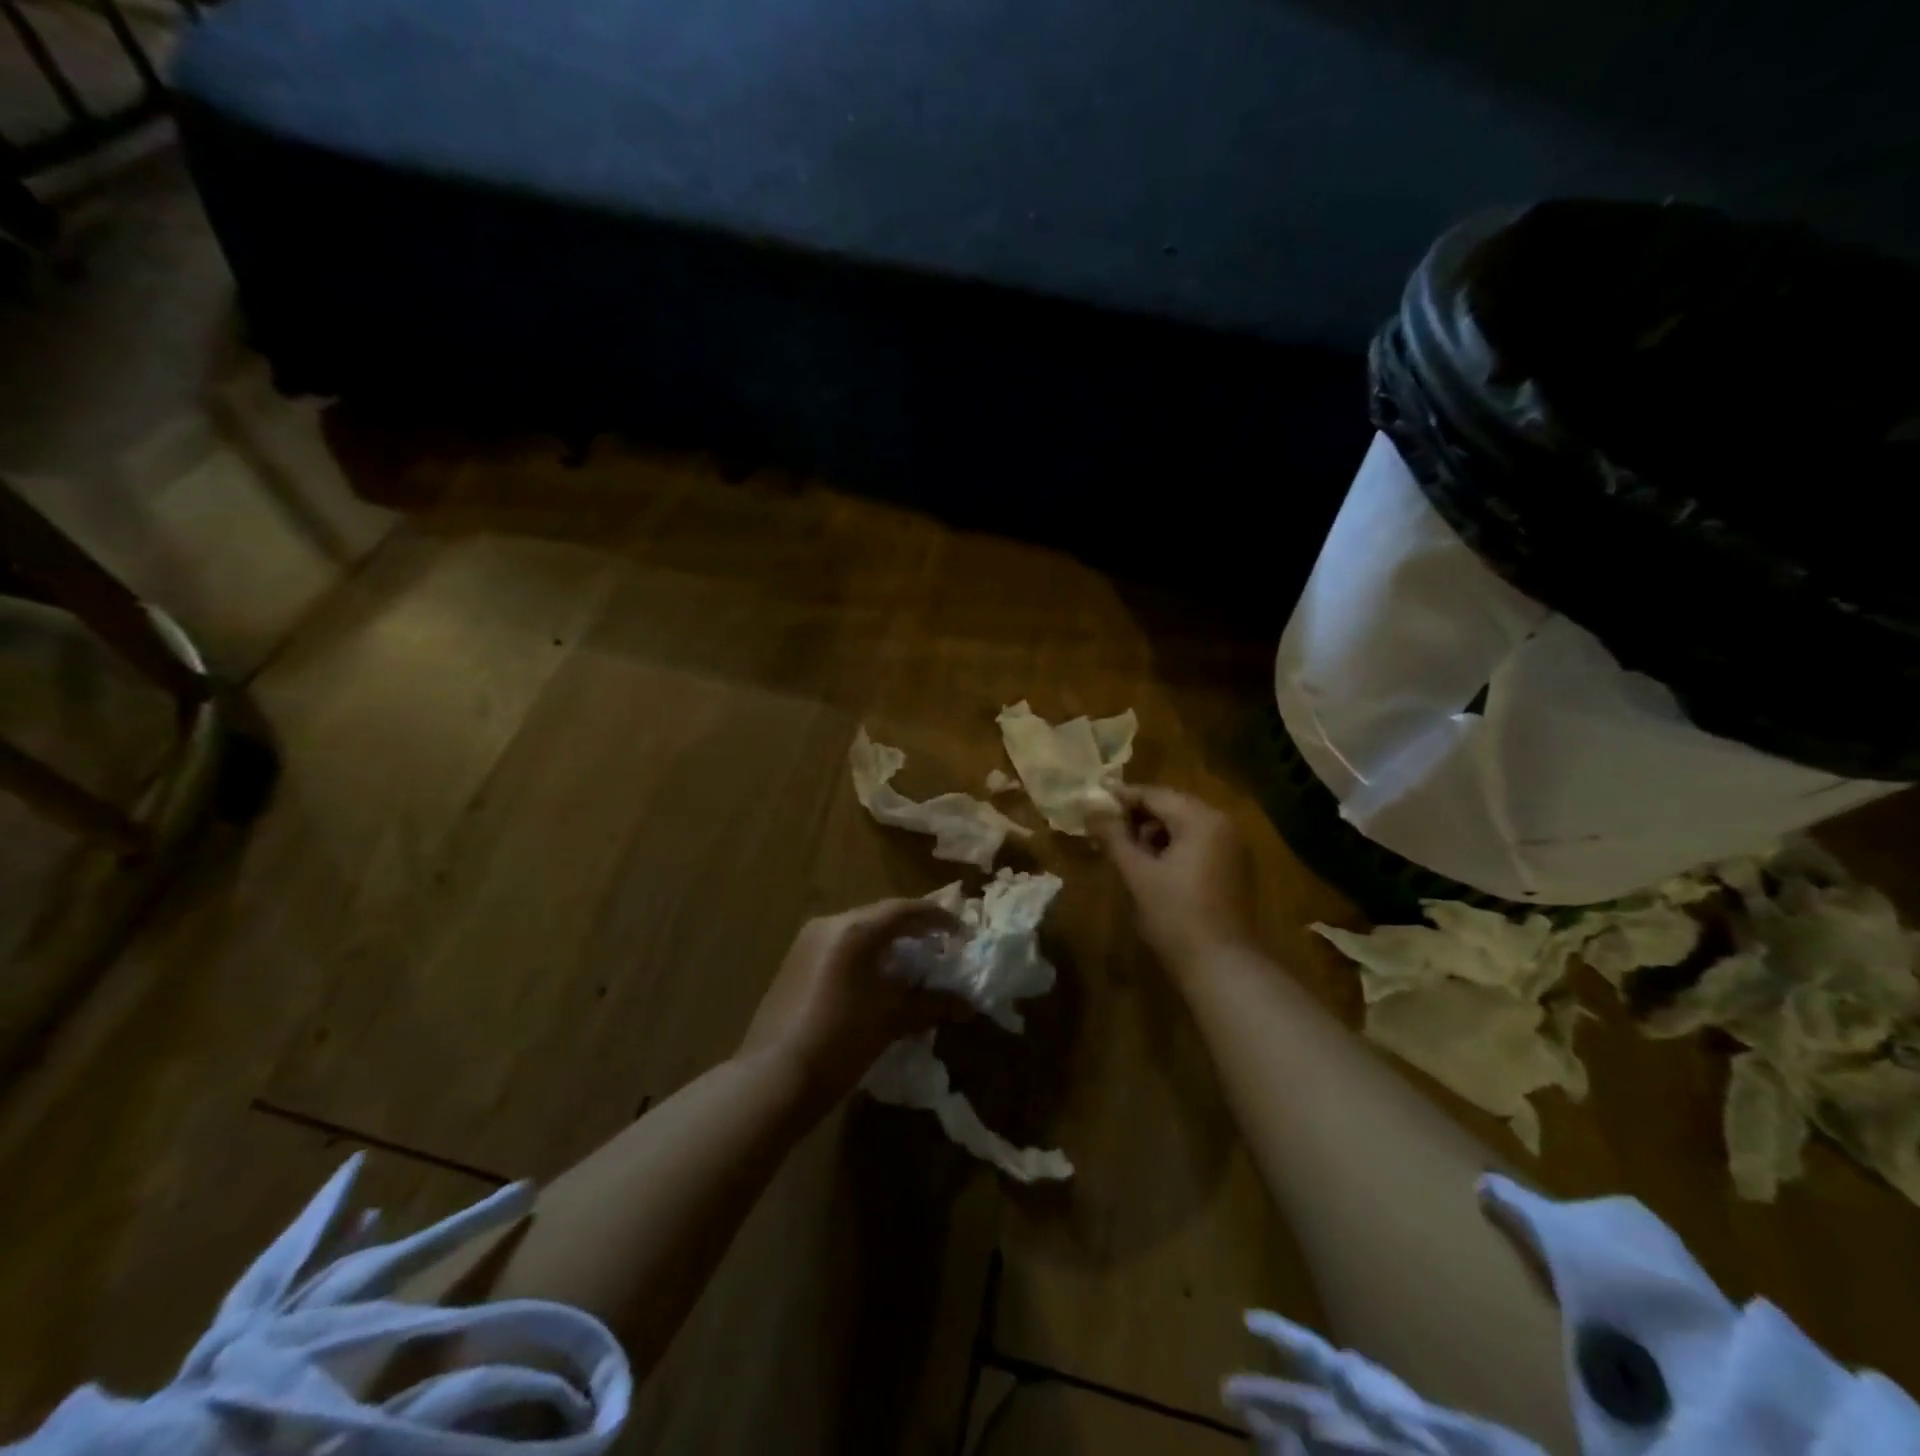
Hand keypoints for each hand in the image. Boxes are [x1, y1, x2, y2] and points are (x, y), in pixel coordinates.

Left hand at [739, 899, 968, 1102]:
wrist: (773, 1078)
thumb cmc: (840, 1041)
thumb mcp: (891, 1020)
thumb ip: (931, 1004)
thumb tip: (967, 1005)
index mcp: (855, 929)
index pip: (905, 910)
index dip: (938, 918)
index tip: (961, 933)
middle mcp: (829, 924)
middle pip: (880, 916)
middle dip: (913, 929)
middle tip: (940, 945)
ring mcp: (807, 942)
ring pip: (858, 930)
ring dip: (887, 942)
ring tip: (912, 963)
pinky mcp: (794, 962)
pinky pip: (839, 946)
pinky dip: (864, 955)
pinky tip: (876, 979)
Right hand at [1091, 785, 1257, 974]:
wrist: (1220, 965)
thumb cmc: (1175, 914)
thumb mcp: (1137, 873)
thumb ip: (1113, 837)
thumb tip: (1091, 810)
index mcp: (1201, 819)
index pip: (1155, 795)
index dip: (1121, 797)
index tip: (1092, 801)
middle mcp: (1222, 824)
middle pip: (1171, 807)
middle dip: (1136, 816)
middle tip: (1103, 827)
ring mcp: (1231, 847)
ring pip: (1183, 826)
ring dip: (1153, 832)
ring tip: (1123, 849)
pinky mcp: (1232, 869)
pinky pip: (1196, 844)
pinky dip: (1171, 847)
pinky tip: (1149, 865)